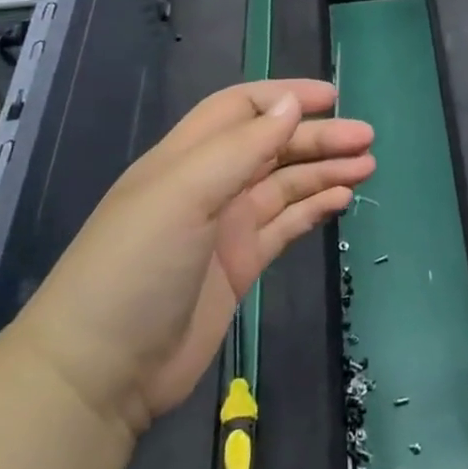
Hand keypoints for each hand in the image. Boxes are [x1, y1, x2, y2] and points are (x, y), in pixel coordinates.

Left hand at [9, 80, 373, 433]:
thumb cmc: (137, 266)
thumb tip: (292, 104)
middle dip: (318, 137)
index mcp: (187, 157)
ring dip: (324, 171)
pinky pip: (286, 224)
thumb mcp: (185, 194)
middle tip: (366, 138)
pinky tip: (341, 201)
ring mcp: (225, 227)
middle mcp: (209, 185)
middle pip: (273, 146)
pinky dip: (314, 208)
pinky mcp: (240, 265)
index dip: (285, 97)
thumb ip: (241, 147)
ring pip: (285, 184)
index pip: (242, 108)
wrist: (100, 371)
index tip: (332, 99)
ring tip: (367, 166)